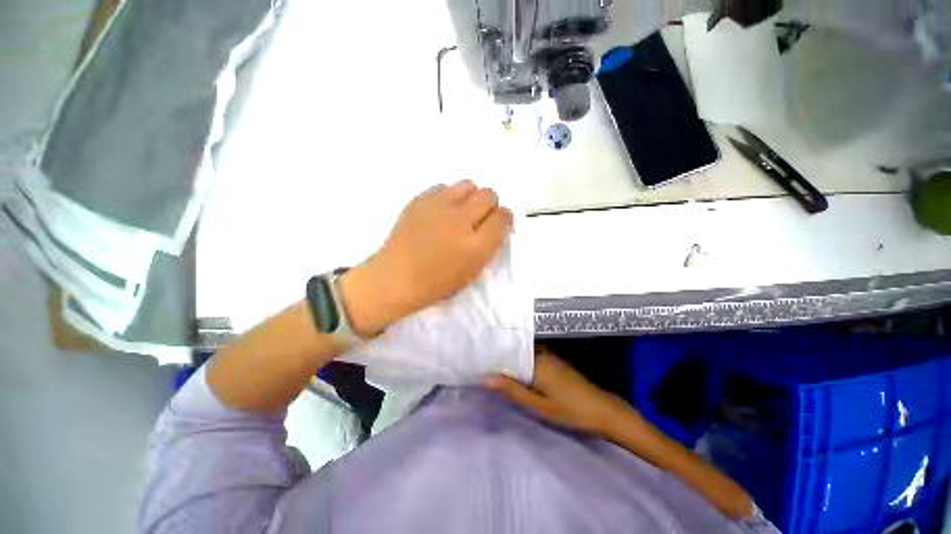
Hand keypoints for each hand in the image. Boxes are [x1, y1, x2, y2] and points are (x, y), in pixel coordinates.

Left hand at [340, 180, 512, 336]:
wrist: (396, 277)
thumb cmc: (436, 282)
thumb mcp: (472, 272)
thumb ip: (488, 246)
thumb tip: (495, 224)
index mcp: (476, 246)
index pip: (503, 216)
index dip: (503, 219)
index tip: (497, 224)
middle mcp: (460, 221)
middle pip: (489, 194)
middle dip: (489, 206)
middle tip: (478, 219)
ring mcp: (438, 206)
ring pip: (468, 185)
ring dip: (470, 198)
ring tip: (459, 213)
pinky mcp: (420, 200)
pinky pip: (444, 187)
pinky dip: (448, 197)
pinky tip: (439, 213)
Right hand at [485, 345, 637, 434]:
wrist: (603, 410)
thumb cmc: (570, 410)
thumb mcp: (539, 406)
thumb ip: (513, 390)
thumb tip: (485, 378)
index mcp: (536, 361)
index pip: (508, 351)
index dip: (492, 354)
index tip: (476, 357)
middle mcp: (542, 353)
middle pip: (515, 350)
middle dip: (499, 355)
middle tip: (480, 360)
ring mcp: (550, 356)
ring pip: (523, 353)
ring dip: (510, 358)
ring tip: (491, 363)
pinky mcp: (555, 361)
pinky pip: (532, 356)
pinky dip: (521, 361)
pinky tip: (514, 369)